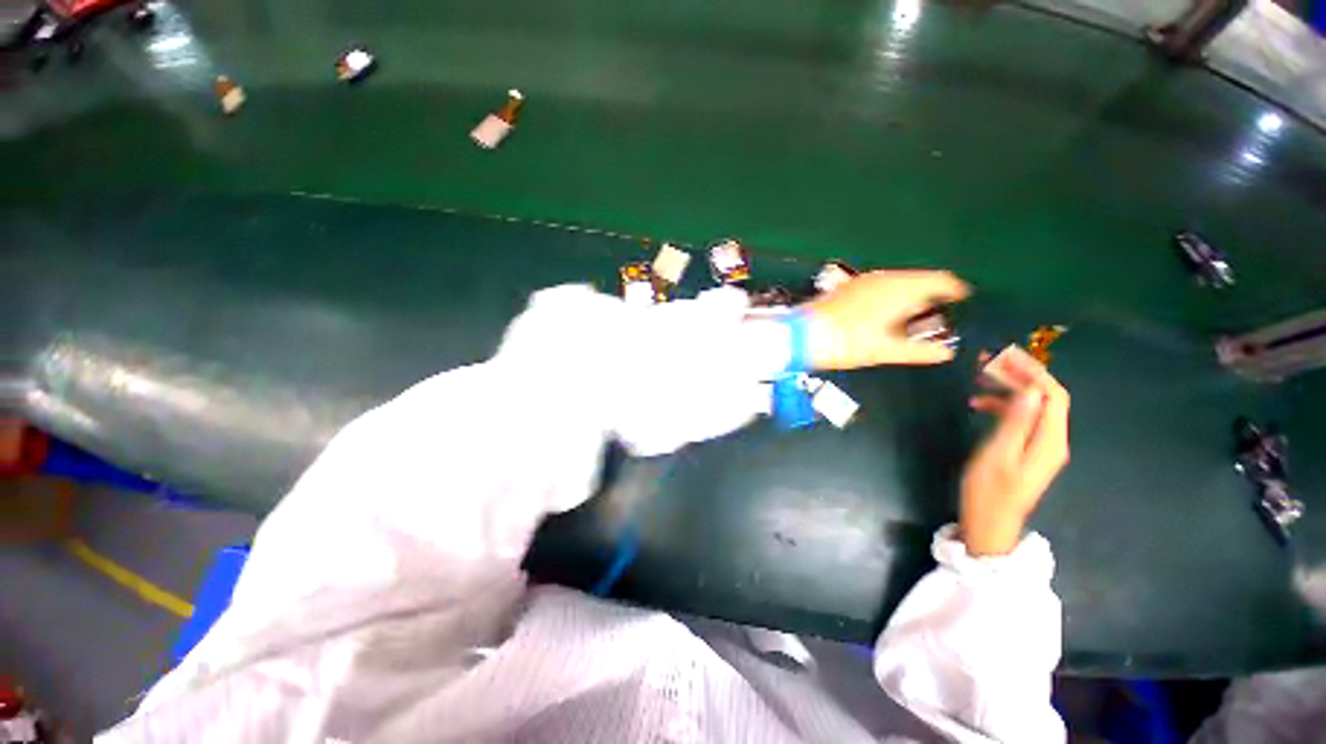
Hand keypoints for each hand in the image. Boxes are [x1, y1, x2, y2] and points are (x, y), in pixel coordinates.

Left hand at [802, 270, 970, 369]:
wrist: (801, 333)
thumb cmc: (846, 342)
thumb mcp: (883, 350)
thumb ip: (918, 351)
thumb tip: (946, 353)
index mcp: (899, 289)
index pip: (939, 280)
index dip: (955, 289)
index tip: (964, 299)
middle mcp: (883, 278)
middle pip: (919, 279)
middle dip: (931, 293)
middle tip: (941, 312)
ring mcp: (863, 280)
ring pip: (898, 281)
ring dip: (910, 294)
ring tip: (916, 314)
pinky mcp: (848, 287)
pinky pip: (880, 285)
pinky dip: (891, 295)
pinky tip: (886, 312)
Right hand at [961, 349, 1069, 555]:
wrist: (990, 524)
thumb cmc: (989, 491)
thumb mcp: (998, 454)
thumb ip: (1016, 422)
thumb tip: (1029, 390)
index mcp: (1049, 440)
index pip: (1052, 396)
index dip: (1032, 372)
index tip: (1005, 356)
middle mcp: (1052, 439)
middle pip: (1044, 398)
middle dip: (1019, 376)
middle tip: (987, 361)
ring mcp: (1041, 446)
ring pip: (1031, 406)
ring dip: (1008, 389)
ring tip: (978, 378)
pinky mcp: (1027, 450)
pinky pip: (1022, 419)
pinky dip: (1003, 406)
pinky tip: (978, 404)